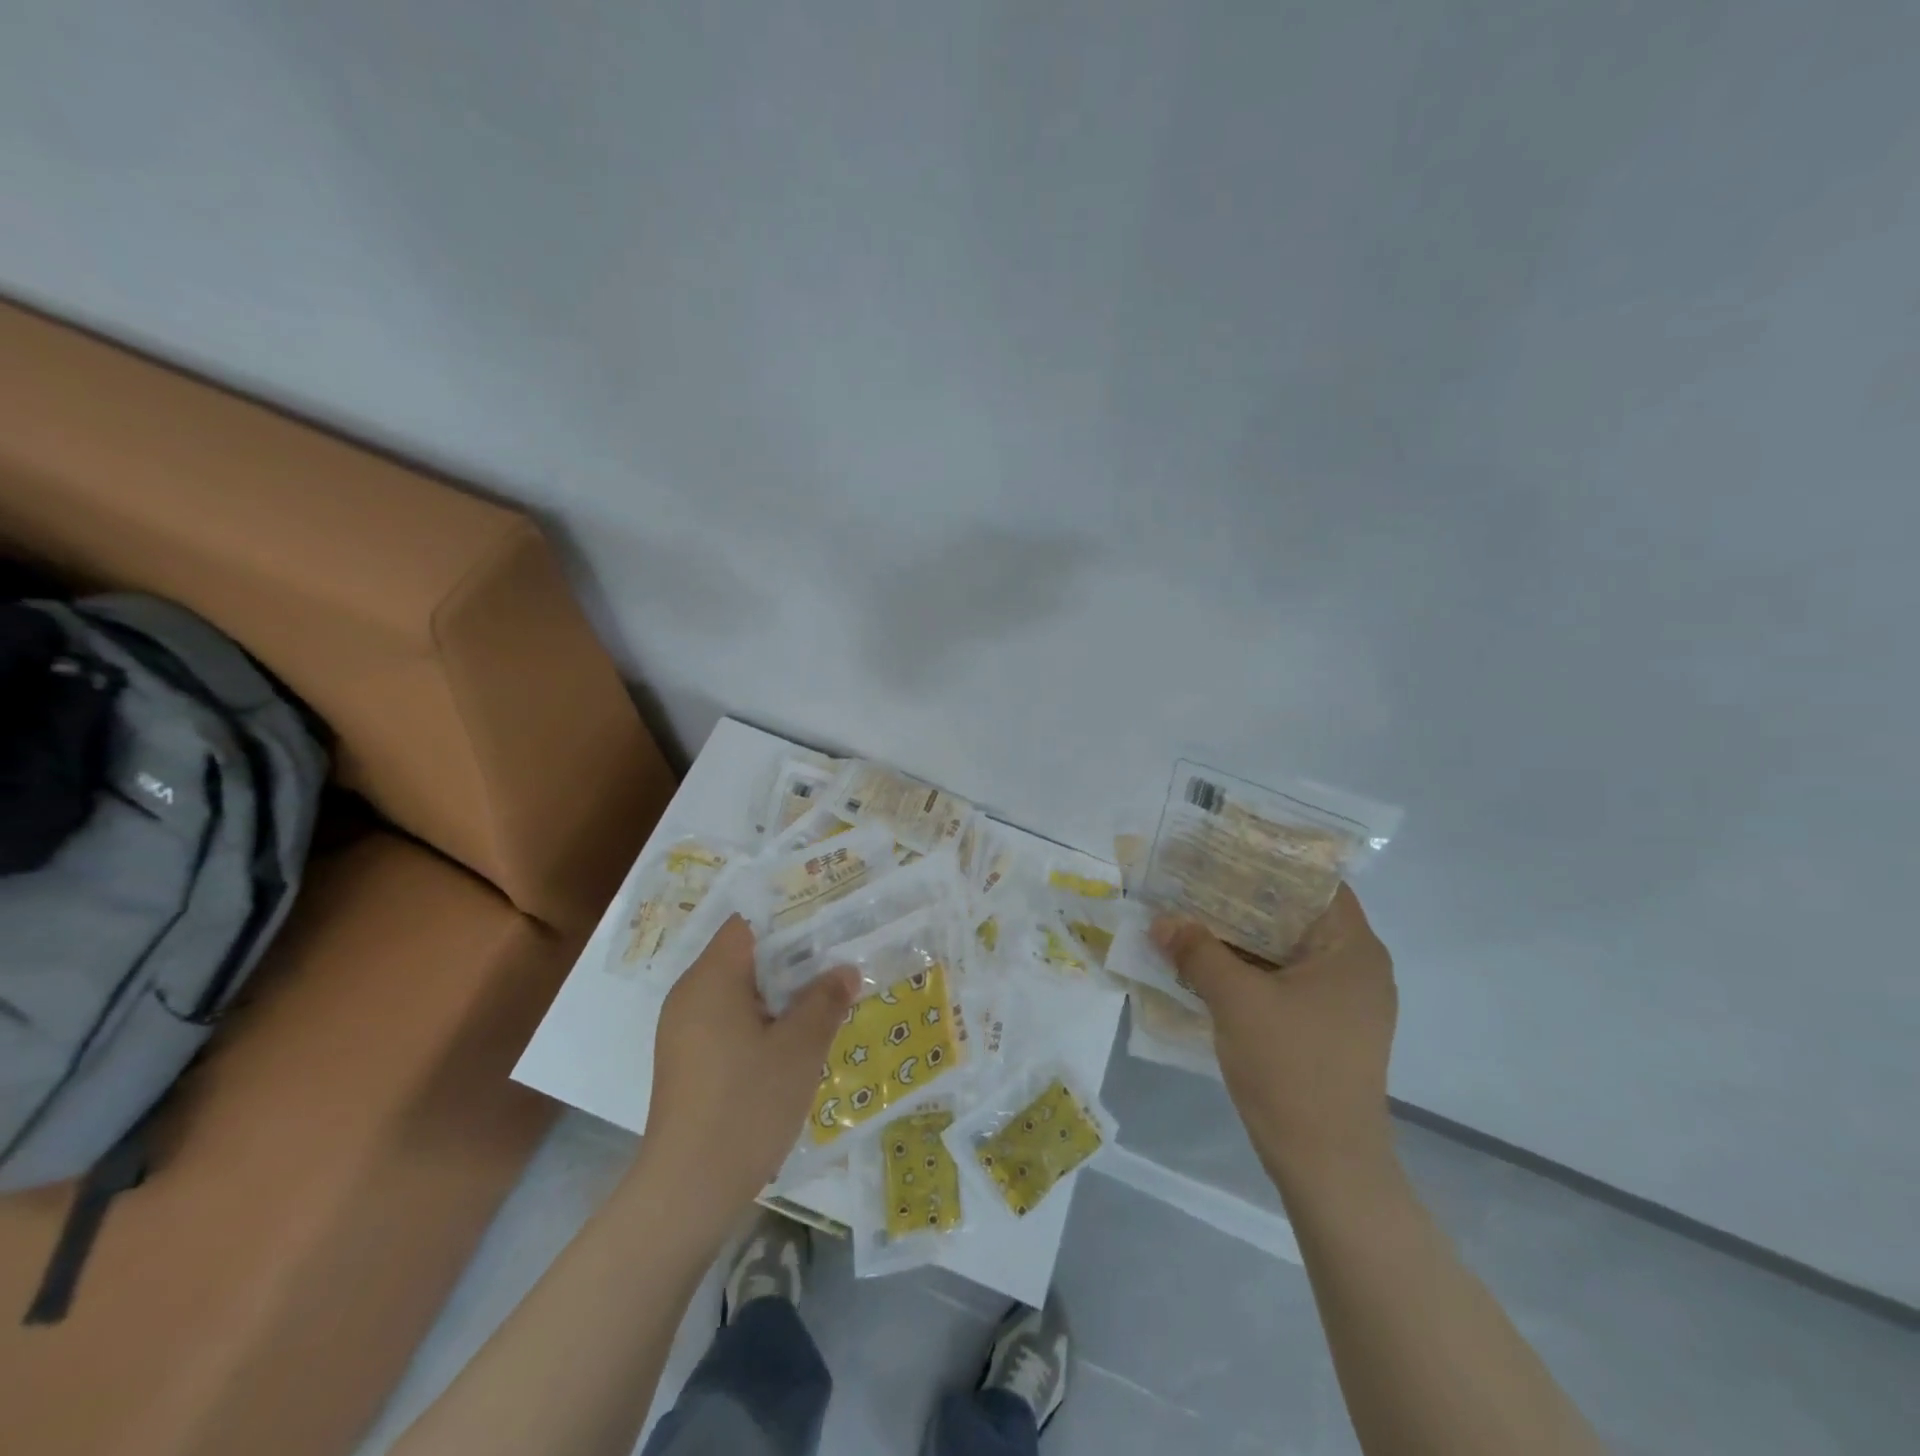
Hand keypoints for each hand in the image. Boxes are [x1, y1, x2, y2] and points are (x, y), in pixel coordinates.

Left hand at [645, 916, 857, 1215]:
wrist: (688, 1191)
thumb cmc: (747, 1105)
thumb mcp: (800, 1048)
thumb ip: (825, 1000)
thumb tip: (845, 970)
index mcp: (711, 978)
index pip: (748, 922)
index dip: (789, 916)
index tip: (828, 920)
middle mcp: (690, 995)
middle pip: (744, 955)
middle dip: (792, 956)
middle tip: (838, 956)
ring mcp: (684, 1031)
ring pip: (738, 990)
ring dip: (780, 991)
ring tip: (825, 994)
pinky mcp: (687, 1061)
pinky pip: (728, 1020)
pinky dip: (761, 1018)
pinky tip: (794, 1038)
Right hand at [1152, 885, 1396, 1190]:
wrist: (1326, 1165)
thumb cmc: (1291, 1069)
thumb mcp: (1236, 1000)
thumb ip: (1197, 951)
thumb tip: (1161, 921)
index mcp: (1352, 949)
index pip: (1313, 883)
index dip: (1267, 861)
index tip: (1222, 850)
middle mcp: (1356, 968)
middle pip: (1295, 915)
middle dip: (1241, 900)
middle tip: (1193, 881)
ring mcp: (1343, 1002)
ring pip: (1285, 950)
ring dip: (1239, 938)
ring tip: (1190, 916)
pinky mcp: (1325, 1028)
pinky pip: (1283, 981)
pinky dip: (1248, 969)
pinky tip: (1205, 964)